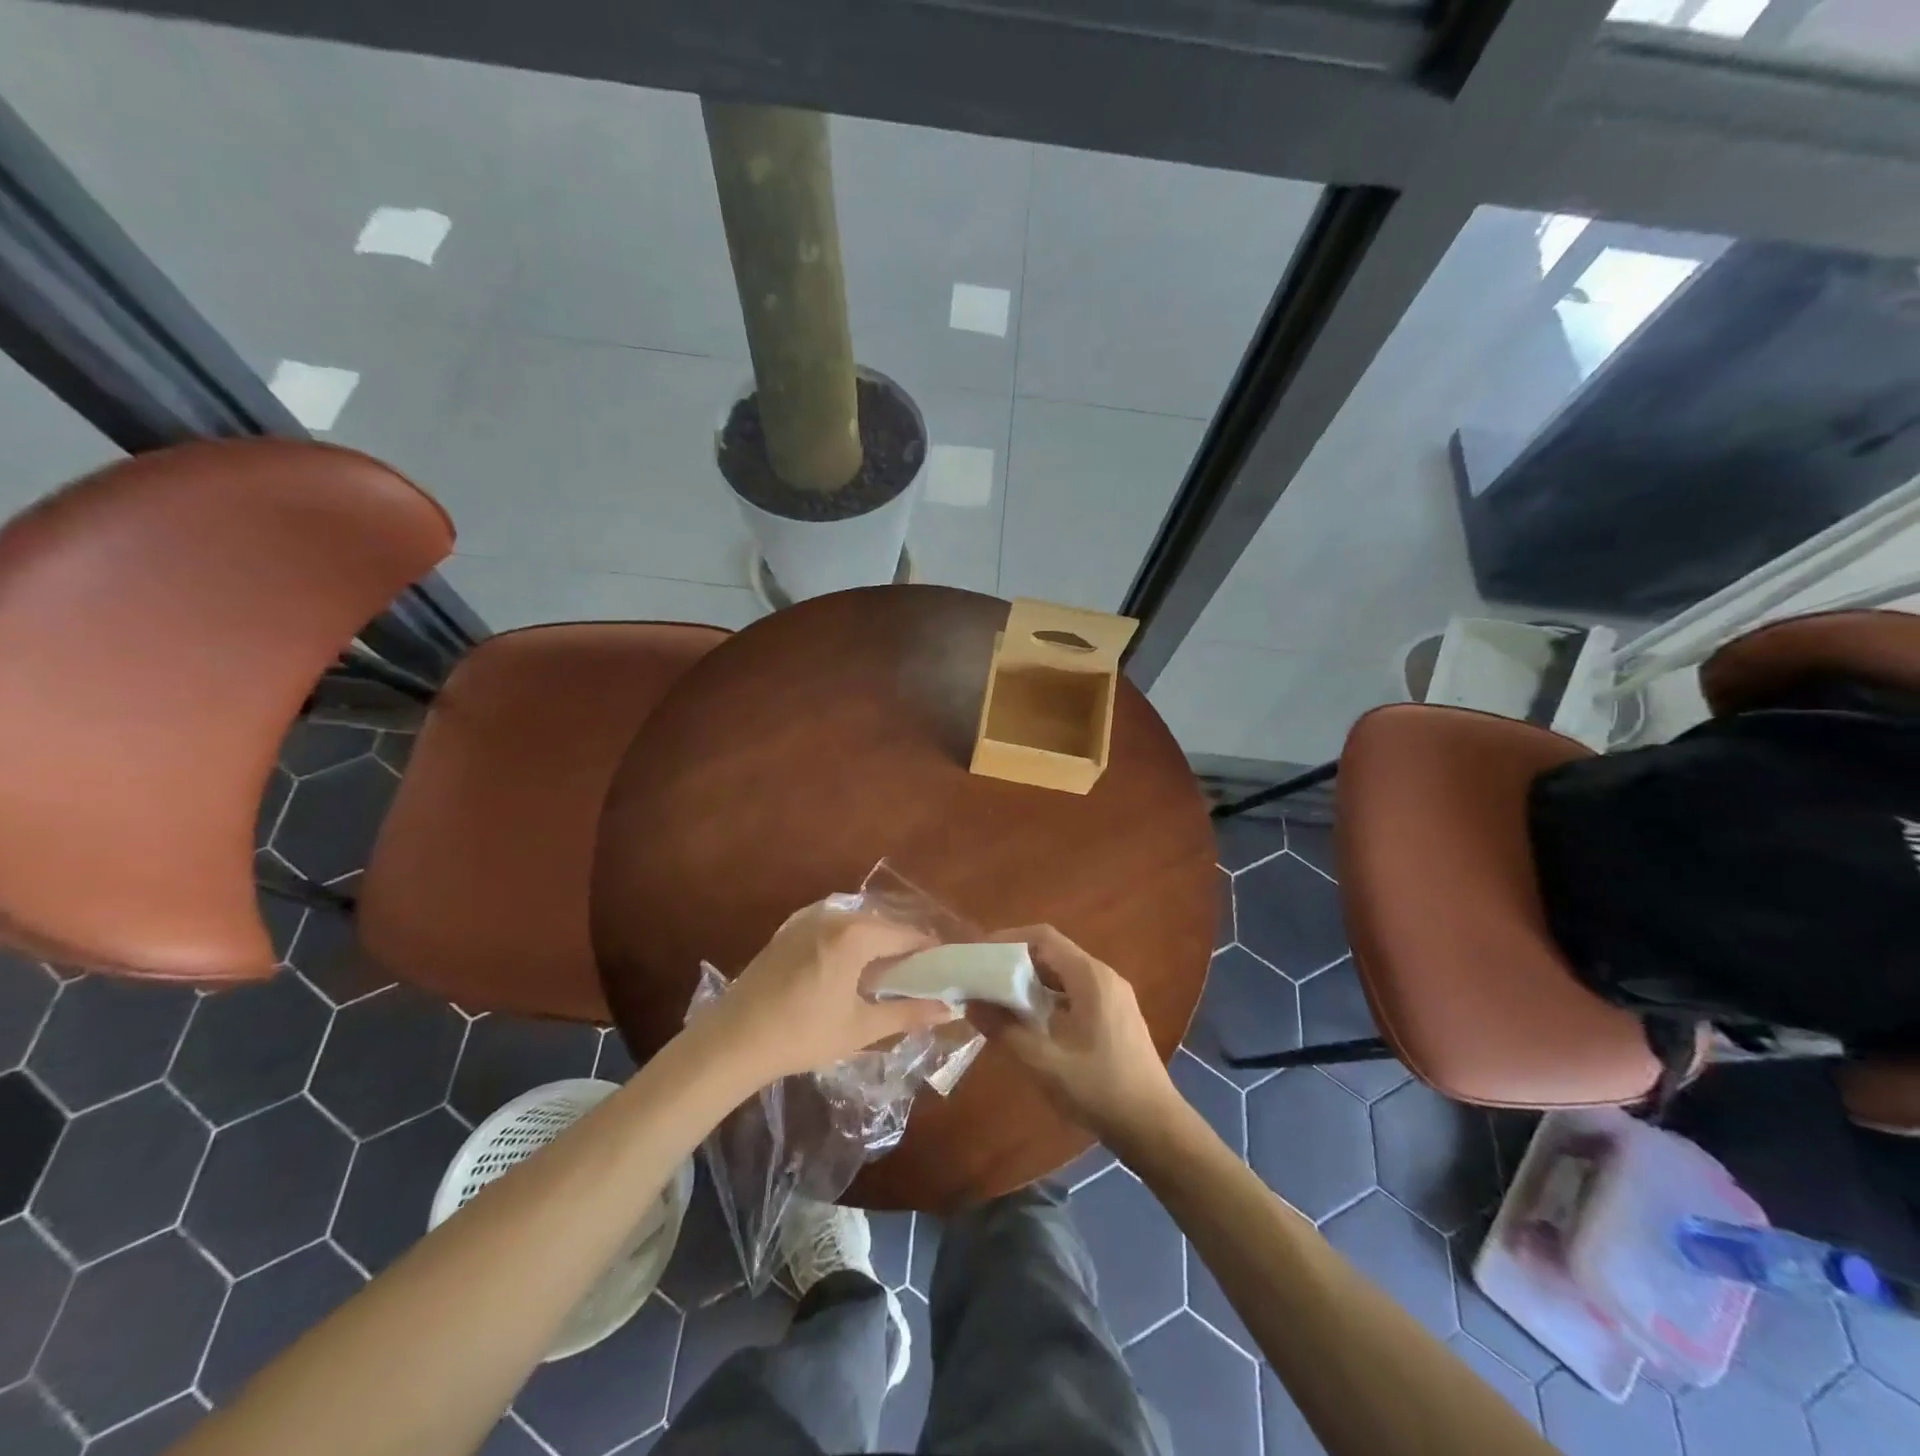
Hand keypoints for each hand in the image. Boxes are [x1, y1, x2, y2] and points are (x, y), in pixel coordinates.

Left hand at [718, 902, 953, 1078]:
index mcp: (856, 934)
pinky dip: (848, 942)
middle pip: (882, 925)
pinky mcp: (789, 929)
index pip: (907, 935)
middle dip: (902, 949)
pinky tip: (847, 971)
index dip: (928, 953)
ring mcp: (808, 918)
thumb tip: (950, 1010)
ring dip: (874, 945)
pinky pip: (832, 927)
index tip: (942, 974)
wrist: (733, 1040)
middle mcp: (834, 915)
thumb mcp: (861, 1027)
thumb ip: (908, 1013)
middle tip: (914, 981)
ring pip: (856, 924)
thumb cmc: (803, 1034)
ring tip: (883, 979)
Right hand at [975, 925, 1177, 1146]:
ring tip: (998, 998)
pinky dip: (1048, 996)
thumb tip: (970, 1002)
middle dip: (1015, 960)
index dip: (1007, 939)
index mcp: (1090, 977)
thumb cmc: (1099, 1089)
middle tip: (982, 977)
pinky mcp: (1115, 1015)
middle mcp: (1104, 976)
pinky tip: (1029, 1020)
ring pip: (1064, 973)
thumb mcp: (1044, 1062)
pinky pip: (1075, 991)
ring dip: (1031, 980)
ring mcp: (1113, 996)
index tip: (978, 954)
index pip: (1043, 937)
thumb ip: (1004, 1028)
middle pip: (1053, 952)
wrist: (1154, 1128)